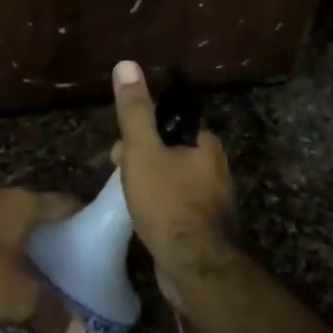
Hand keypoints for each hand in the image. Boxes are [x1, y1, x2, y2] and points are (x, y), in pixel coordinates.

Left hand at [0, 186, 85, 332]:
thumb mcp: (18, 300)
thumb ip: (50, 314)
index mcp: (19, 202)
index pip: (60, 202)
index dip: (78, 215)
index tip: (91, 231)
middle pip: (23, 208)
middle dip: (37, 230)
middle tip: (54, 256)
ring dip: (0, 238)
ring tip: (13, 267)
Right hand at [109, 60, 235, 303]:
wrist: (196, 269)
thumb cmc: (168, 203)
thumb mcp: (143, 151)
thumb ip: (135, 110)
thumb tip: (126, 63)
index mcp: (204, 142)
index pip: (171, 121)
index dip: (143, 128)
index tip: (120, 144)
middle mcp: (215, 165)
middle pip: (171, 149)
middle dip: (143, 156)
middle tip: (118, 171)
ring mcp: (213, 198)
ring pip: (174, 177)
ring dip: (149, 181)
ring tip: (125, 196)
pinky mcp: (206, 226)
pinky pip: (178, 204)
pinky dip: (160, 205)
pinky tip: (144, 219)